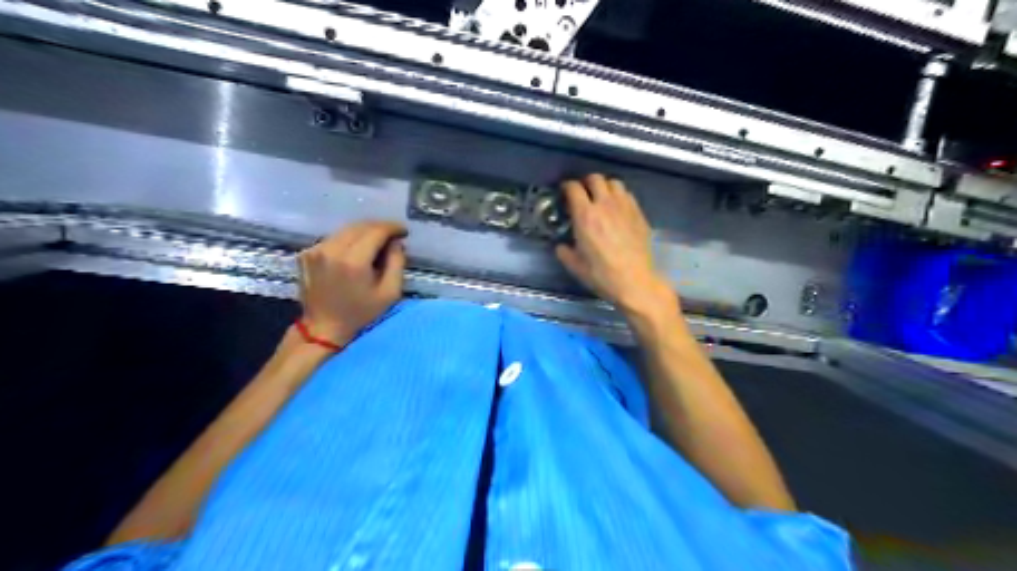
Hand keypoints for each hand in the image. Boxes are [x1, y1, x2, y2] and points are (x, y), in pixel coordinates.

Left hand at [296, 221, 408, 347]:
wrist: (323, 327)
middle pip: (360, 226)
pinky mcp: (306, 254)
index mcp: (353, 261)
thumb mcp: (390, 293)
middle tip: (392, 236)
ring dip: (363, 232)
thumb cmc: (360, 313)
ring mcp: (315, 250)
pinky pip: (333, 238)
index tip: (403, 232)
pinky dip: (348, 240)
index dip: (392, 227)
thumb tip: (396, 243)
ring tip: (376, 243)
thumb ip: (397, 263)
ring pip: (345, 230)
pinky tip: (355, 252)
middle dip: (379, 228)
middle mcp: (331, 250)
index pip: (376, 231)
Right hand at [555, 175, 672, 316]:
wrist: (635, 281)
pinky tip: (617, 208)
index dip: (567, 187)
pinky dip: (619, 196)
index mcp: (585, 216)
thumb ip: (564, 252)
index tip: (564, 192)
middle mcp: (605, 205)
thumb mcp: (575, 266)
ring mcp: (624, 207)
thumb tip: (561, 246)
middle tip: (583, 193)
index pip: (573, 188)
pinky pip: (628, 194)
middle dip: (586, 183)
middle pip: (595, 178)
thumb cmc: (602, 275)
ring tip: (601, 197)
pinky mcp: (639, 213)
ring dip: (604, 186)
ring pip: (614, 182)